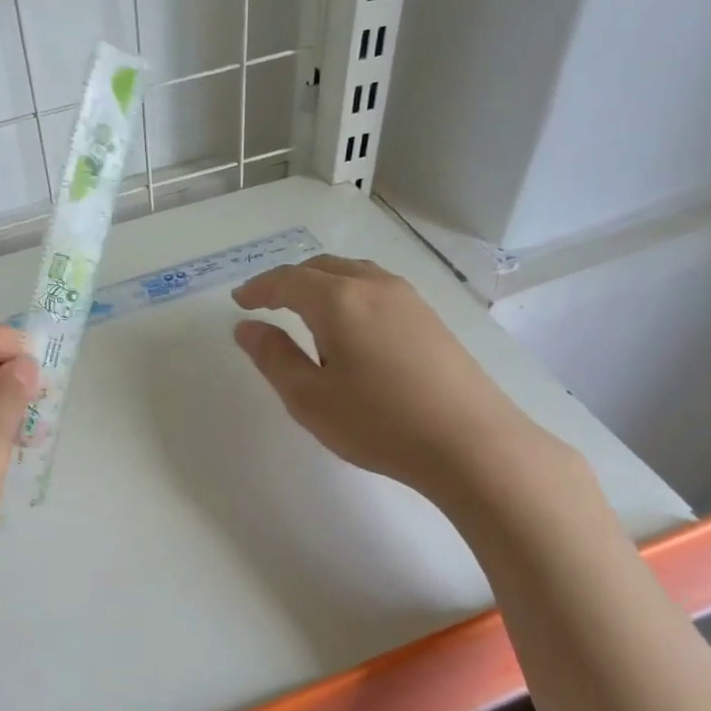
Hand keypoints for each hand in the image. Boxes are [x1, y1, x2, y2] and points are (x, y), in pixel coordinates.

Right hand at [232, 255, 556, 501]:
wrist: (471, 443)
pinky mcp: (430, 317)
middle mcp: (373, 285)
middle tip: (266, 303)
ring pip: (353, 272)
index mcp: (338, 300)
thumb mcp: (309, 398)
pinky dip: (349, 293)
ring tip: (306, 311)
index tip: (239, 301)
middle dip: (288, 281)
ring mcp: (408, 298)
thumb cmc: (379, 423)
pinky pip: (377, 288)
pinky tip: (351, 326)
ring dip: (321, 283)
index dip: (259, 288)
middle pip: (321, 267)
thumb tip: (247, 328)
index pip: (287, 280)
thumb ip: (273, 357)